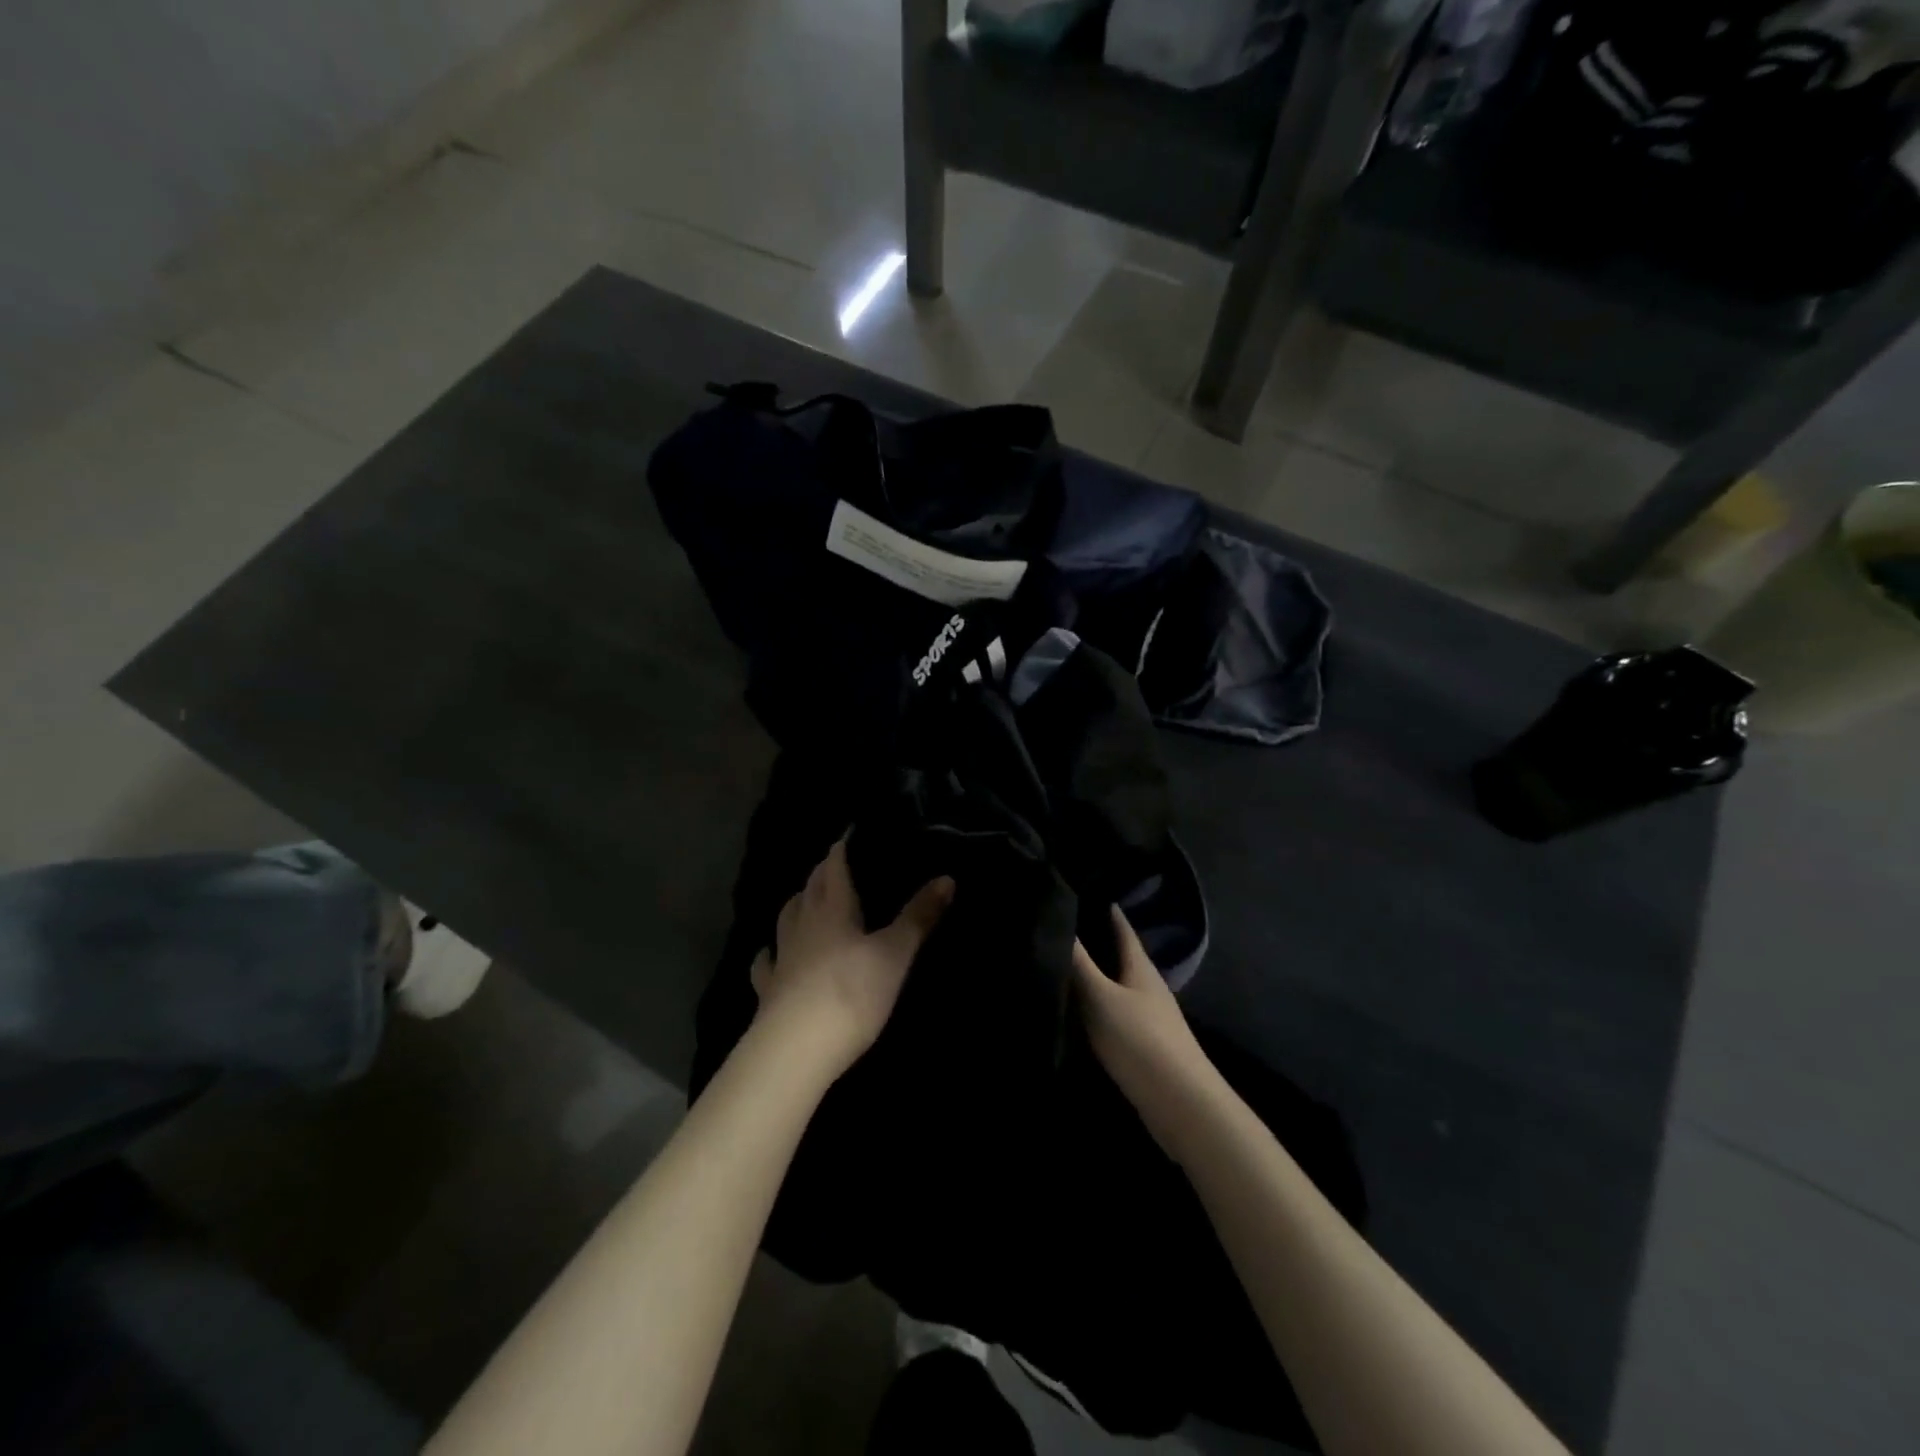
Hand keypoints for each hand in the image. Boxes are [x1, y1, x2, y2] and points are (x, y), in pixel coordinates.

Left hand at [751, 837, 953, 1079]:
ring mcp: (781, 957)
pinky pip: (766, 963)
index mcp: (833, 909)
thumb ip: (919, 917)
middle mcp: (803, 925)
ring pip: (786, 919)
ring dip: (796, 904)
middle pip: (809, 889)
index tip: (847, 835)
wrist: (797, 1049)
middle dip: (821, 874)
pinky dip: (769, 953)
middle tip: (833, 865)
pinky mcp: (768, 989)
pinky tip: (769, 954)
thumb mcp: (895, 954)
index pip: (834, 868)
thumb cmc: (851, 993)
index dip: (840, 851)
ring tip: (804, 900)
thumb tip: (947, 878)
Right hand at [1072, 906, 1219, 1154]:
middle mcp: (1148, 987)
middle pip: (1121, 957)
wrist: (1180, 1104)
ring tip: (1065, 966)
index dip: (1108, 911)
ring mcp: (1150, 1018)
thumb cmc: (1140, 1040)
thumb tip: (1059, 920)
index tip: (1086, 892)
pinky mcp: (1145, 1046)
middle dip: (1098, 942)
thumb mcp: (1101, 997)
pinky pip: (1116, 1014)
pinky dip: (1098, 1005)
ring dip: (1097, 976)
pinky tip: (1080, 1012)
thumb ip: (1079, 962)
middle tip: (1064, 926)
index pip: (1123, 929)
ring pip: (1118, 987)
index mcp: (1140, 968)